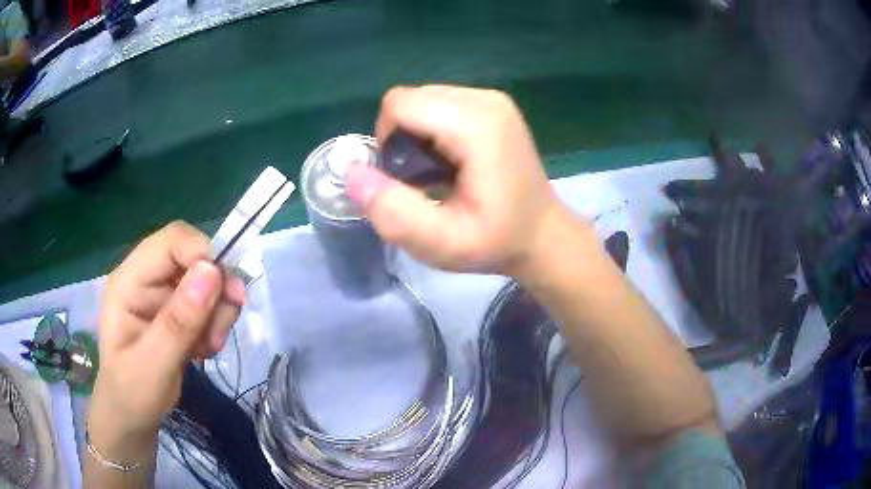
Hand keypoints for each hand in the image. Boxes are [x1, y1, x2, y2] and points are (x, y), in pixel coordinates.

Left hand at [89, 221, 244, 441]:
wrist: (132, 417)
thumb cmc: (132, 395)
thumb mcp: (153, 365)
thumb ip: (179, 322)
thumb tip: (212, 272)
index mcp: (129, 280)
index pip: (171, 241)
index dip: (203, 255)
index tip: (228, 294)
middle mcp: (146, 278)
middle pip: (193, 258)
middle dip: (215, 291)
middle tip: (219, 334)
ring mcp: (161, 294)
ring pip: (206, 281)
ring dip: (217, 313)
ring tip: (208, 348)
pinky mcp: (176, 310)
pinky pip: (208, 302)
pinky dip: (215, 323)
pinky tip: (204, 349)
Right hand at [345, 85, 563, 274]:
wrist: (542, 236)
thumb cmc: (496, 242)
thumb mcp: (441, 243)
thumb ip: (393, 210)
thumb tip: (351, 171)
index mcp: (476, 124)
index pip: (400, 104)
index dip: (387, 140)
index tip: (406, 177)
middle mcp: (485, 99)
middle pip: (410, 98)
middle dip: (401, 136)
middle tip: (422, 179)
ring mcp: (492, 99)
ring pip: (423, 99)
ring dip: (416, 133)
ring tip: (438, 172)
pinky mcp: (493, 105)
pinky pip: (440, 103)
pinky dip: (432, 129)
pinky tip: (451, 160)